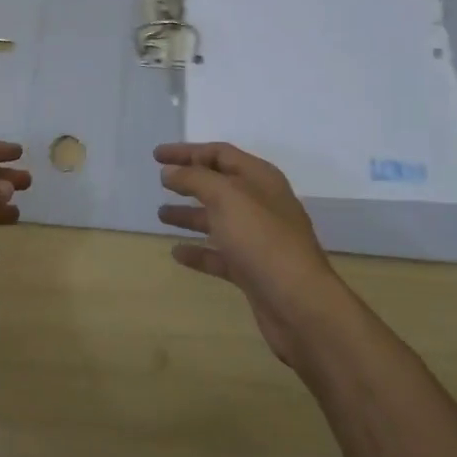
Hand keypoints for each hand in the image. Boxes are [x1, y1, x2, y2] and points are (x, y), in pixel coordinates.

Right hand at [155, 142, 345, 364]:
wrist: (299, 304)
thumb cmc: (262, 239)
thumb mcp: (226, 197)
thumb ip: (195, 179)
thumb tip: (170, 171)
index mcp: (259, 178)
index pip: (219, 154)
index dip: (187, 152)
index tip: (157, 156)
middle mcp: (260, 203)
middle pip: (219, 184)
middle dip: (189, 181)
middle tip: (159, 181)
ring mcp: (257, 238)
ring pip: (217, 219)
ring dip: (189, 215)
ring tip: (160, 215)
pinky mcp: (252, 270)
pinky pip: (220, 254)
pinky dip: (199, 251)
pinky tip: (177, 253)